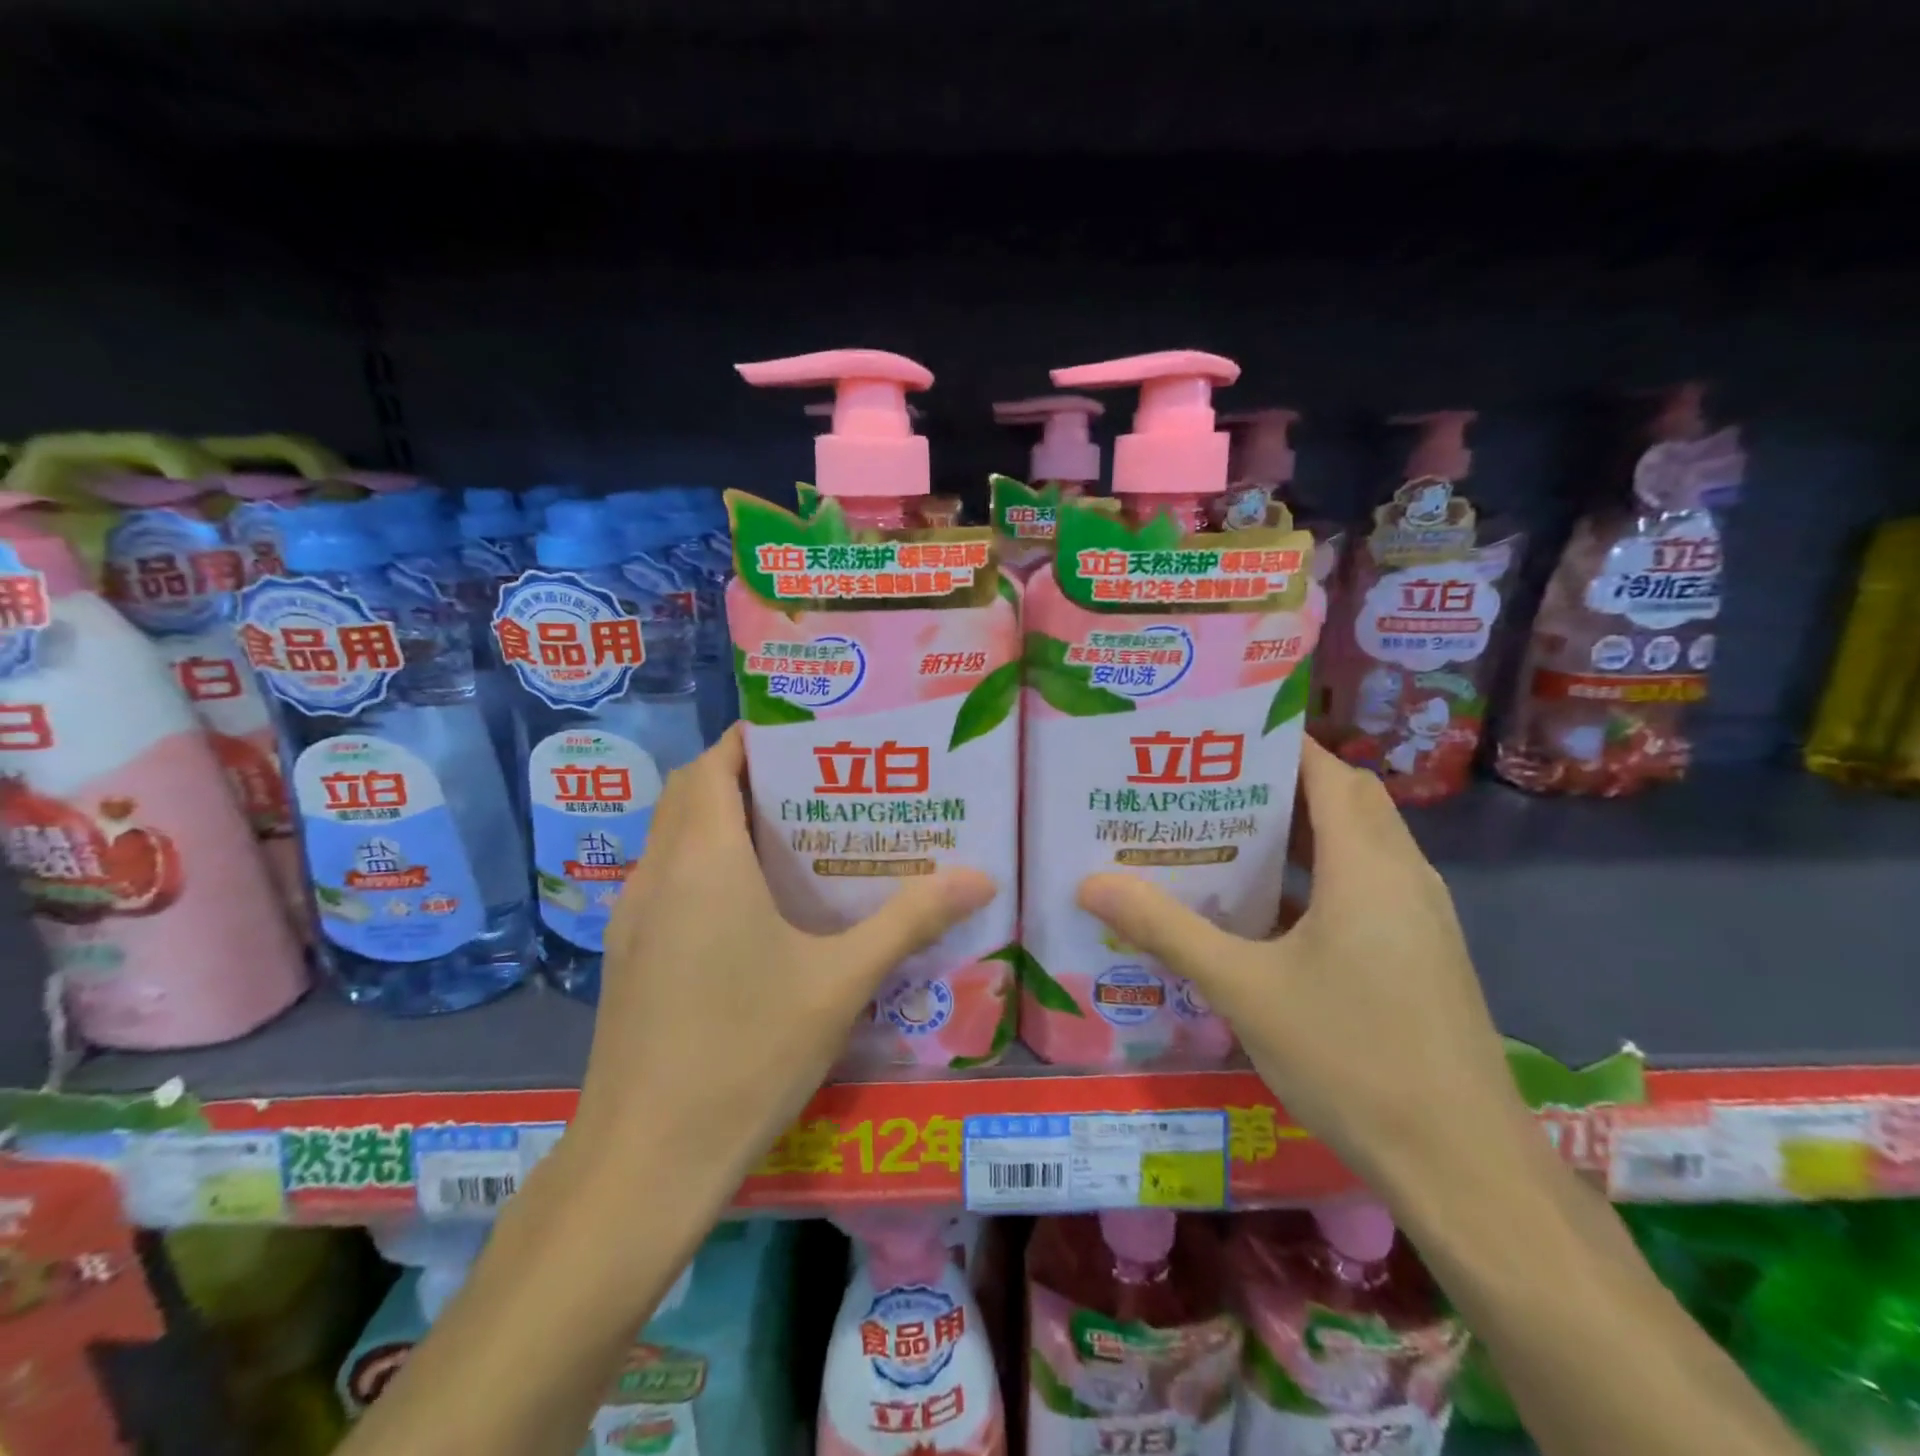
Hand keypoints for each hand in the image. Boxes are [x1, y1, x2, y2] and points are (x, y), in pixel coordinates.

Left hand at [567, 725, 996, 1203]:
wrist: (645, 1162)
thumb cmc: (746, 1053)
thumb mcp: (841, 982)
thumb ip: (909, 920)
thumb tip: (981, 876)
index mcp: (703, 859)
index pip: (713, 763)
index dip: (753, 738)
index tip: (809, 739)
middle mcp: (658, 873)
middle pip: (691, 792)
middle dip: (745, 774)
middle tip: (816, 785)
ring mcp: (634, 917)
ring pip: (674, 837)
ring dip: (722, 819)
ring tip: (796, 836)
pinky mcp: (628, 956)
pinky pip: (668, 879)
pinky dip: (705, 863)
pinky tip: (757, 907)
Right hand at [1077, 738, 1526, 1191]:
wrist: (1462, 1165)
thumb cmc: (1351, 1057)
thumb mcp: (1242, 989)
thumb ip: (1166, 930)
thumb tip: (1092, 883)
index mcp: (1366, 866)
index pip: (1327, 771)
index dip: (1278, 744)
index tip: (1218, 739)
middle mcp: (1403, 876)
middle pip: (1345, 800)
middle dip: (1280, 784)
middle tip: (1208, 786)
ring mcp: (1419, 918)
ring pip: (1358, 845)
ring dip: (1300, 832)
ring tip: (1225, 836)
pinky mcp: (1421, 954)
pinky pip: (1365, 886)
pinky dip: (1318, 876)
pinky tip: (1265, 911)